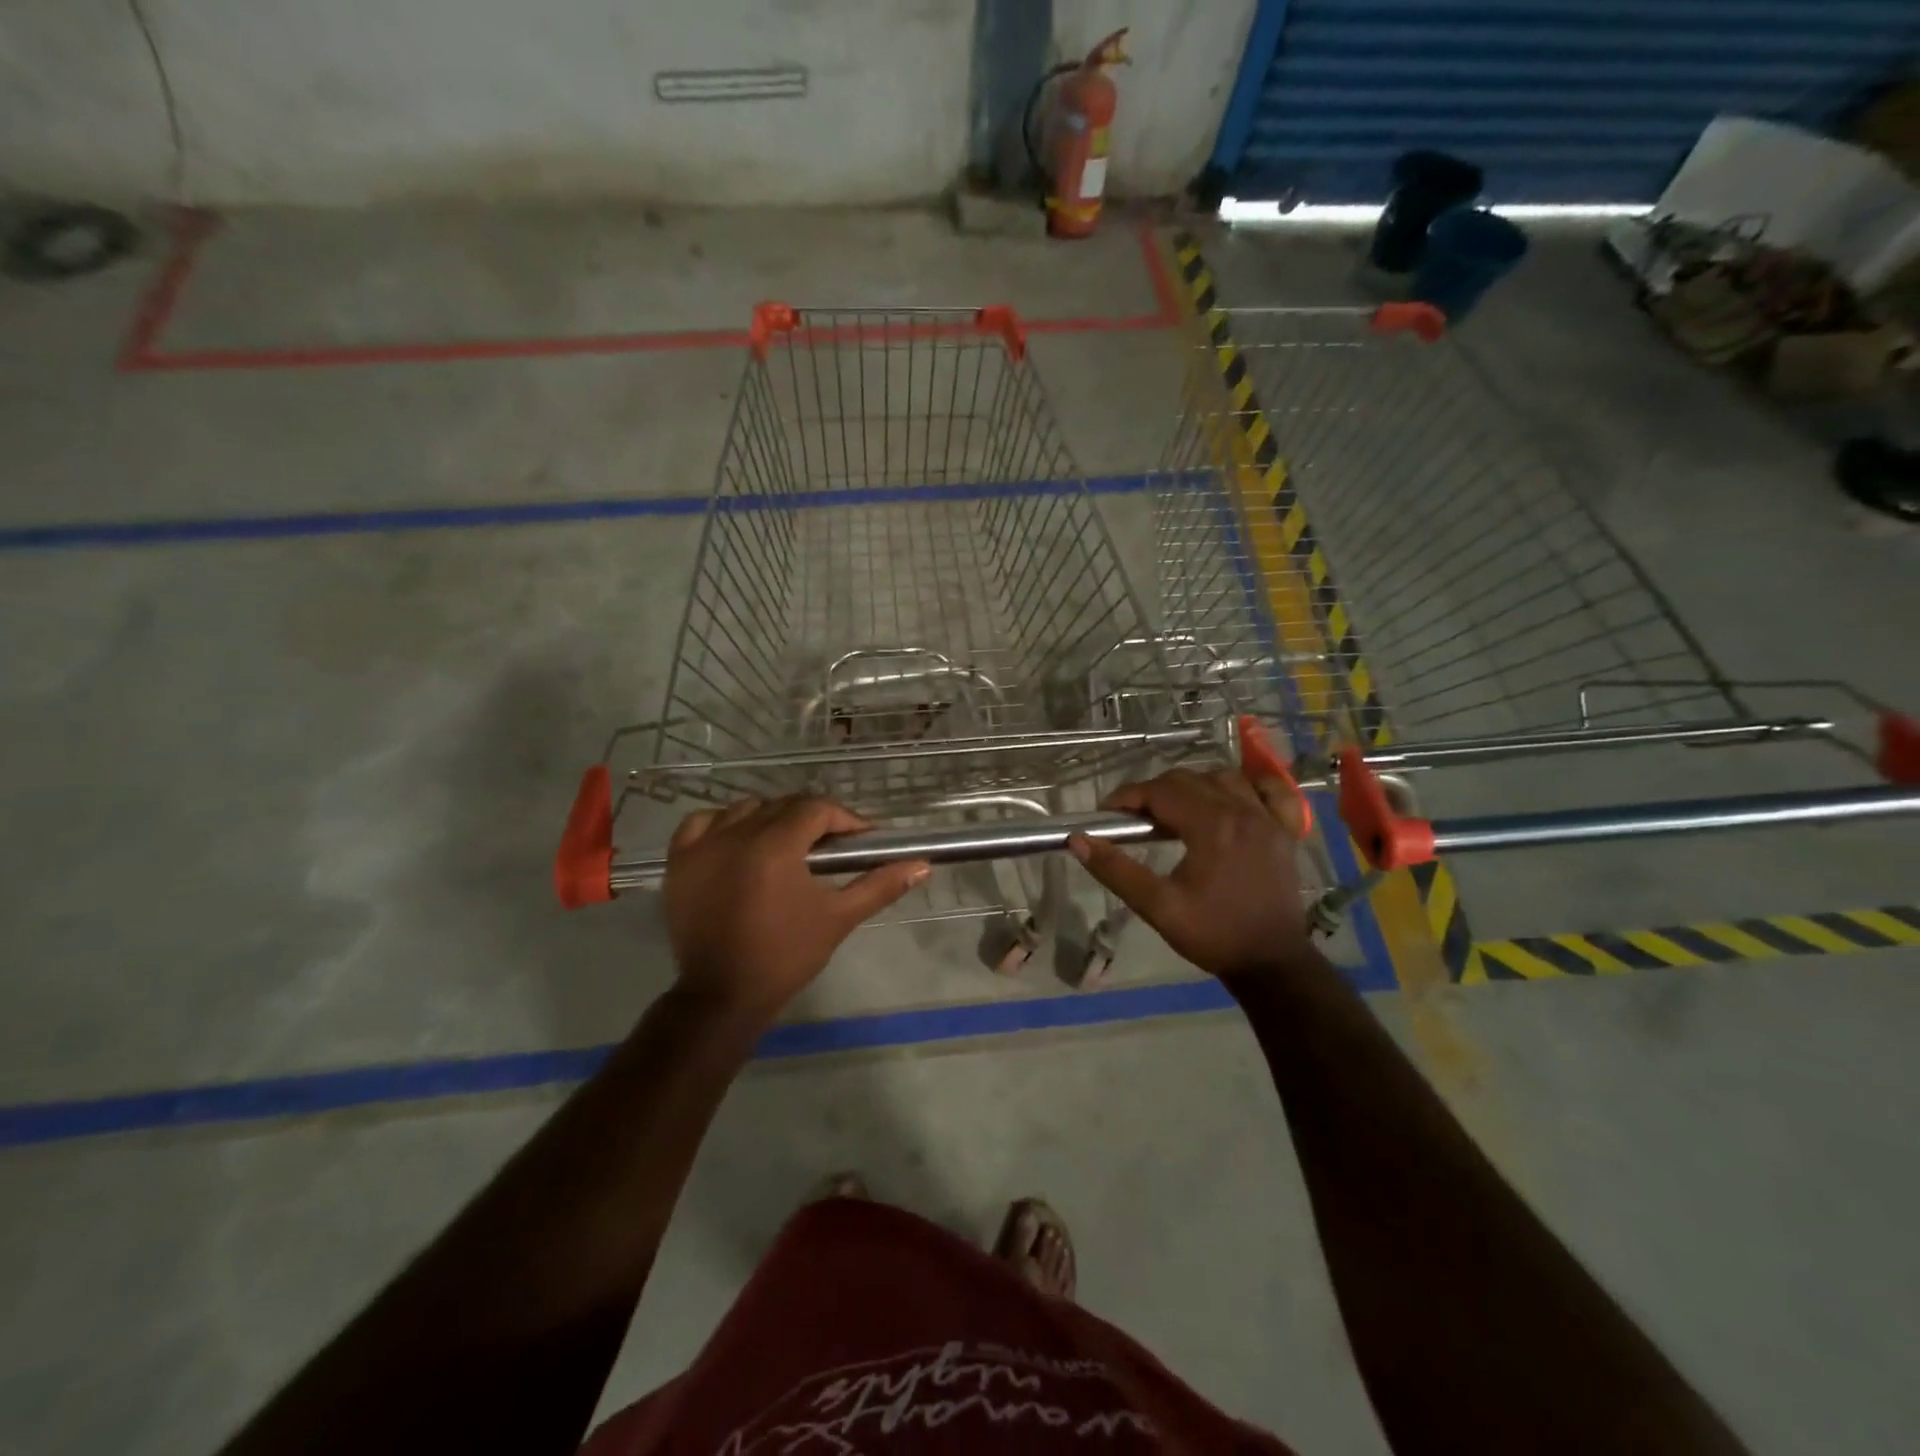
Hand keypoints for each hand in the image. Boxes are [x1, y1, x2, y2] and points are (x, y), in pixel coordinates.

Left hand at [663, 795, 929, 1022]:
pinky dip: (722, 824)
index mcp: (775, 845)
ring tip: (787, 845)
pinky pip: (701, 823)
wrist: (723, 996)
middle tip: (830, 847)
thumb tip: (922, 864)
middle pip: (783, 806)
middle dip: (812, 819)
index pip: (816, 809)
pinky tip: (737, 841)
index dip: (844, 819)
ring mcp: (702, 846)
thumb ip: (880, 885)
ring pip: (745, 809)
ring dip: (771, 818)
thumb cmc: (786, 956)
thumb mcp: (838, 918)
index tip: (862, 839)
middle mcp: (736, 834)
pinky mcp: (678, 861)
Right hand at [1068, 768, 1309, 979]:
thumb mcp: (1157, 907)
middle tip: (1134, 820)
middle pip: (1188, 779)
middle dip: (1154, 792)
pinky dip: (1246, 787)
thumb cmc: (1213, 935)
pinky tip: (1230, 800)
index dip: (1128, 797)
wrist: (1271, 963)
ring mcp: (1268, 818)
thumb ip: (1116, 870)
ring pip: (1223, 778)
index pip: (1160, 791)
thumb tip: (1079, 840)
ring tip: (1174, 812)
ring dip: (1193, 786)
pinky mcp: (1285, 830)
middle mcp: (1241, 811)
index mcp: (1211, 826)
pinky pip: (1269, 790)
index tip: (1107, 814)